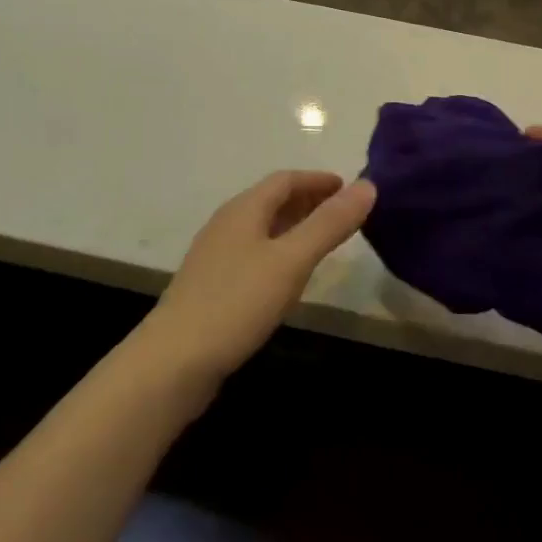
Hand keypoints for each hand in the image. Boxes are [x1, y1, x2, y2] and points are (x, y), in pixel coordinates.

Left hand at [140, 172, 376, 389]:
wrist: (174, 361)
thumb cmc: (236, 303)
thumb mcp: (291, 261)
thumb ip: (329, 224)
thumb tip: (367, 185)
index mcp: (244, 209)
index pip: (285, 179)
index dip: (318, 180)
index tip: (348, 187)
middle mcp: (227, 224)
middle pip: (272, 200)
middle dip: (308, 201)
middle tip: (343, 213)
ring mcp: (215, 255)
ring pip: (262, 228)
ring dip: (294, 226)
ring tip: (323, 241)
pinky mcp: (211, 285)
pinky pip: (253, 253)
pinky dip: (279, 251)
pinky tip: (288, 276)